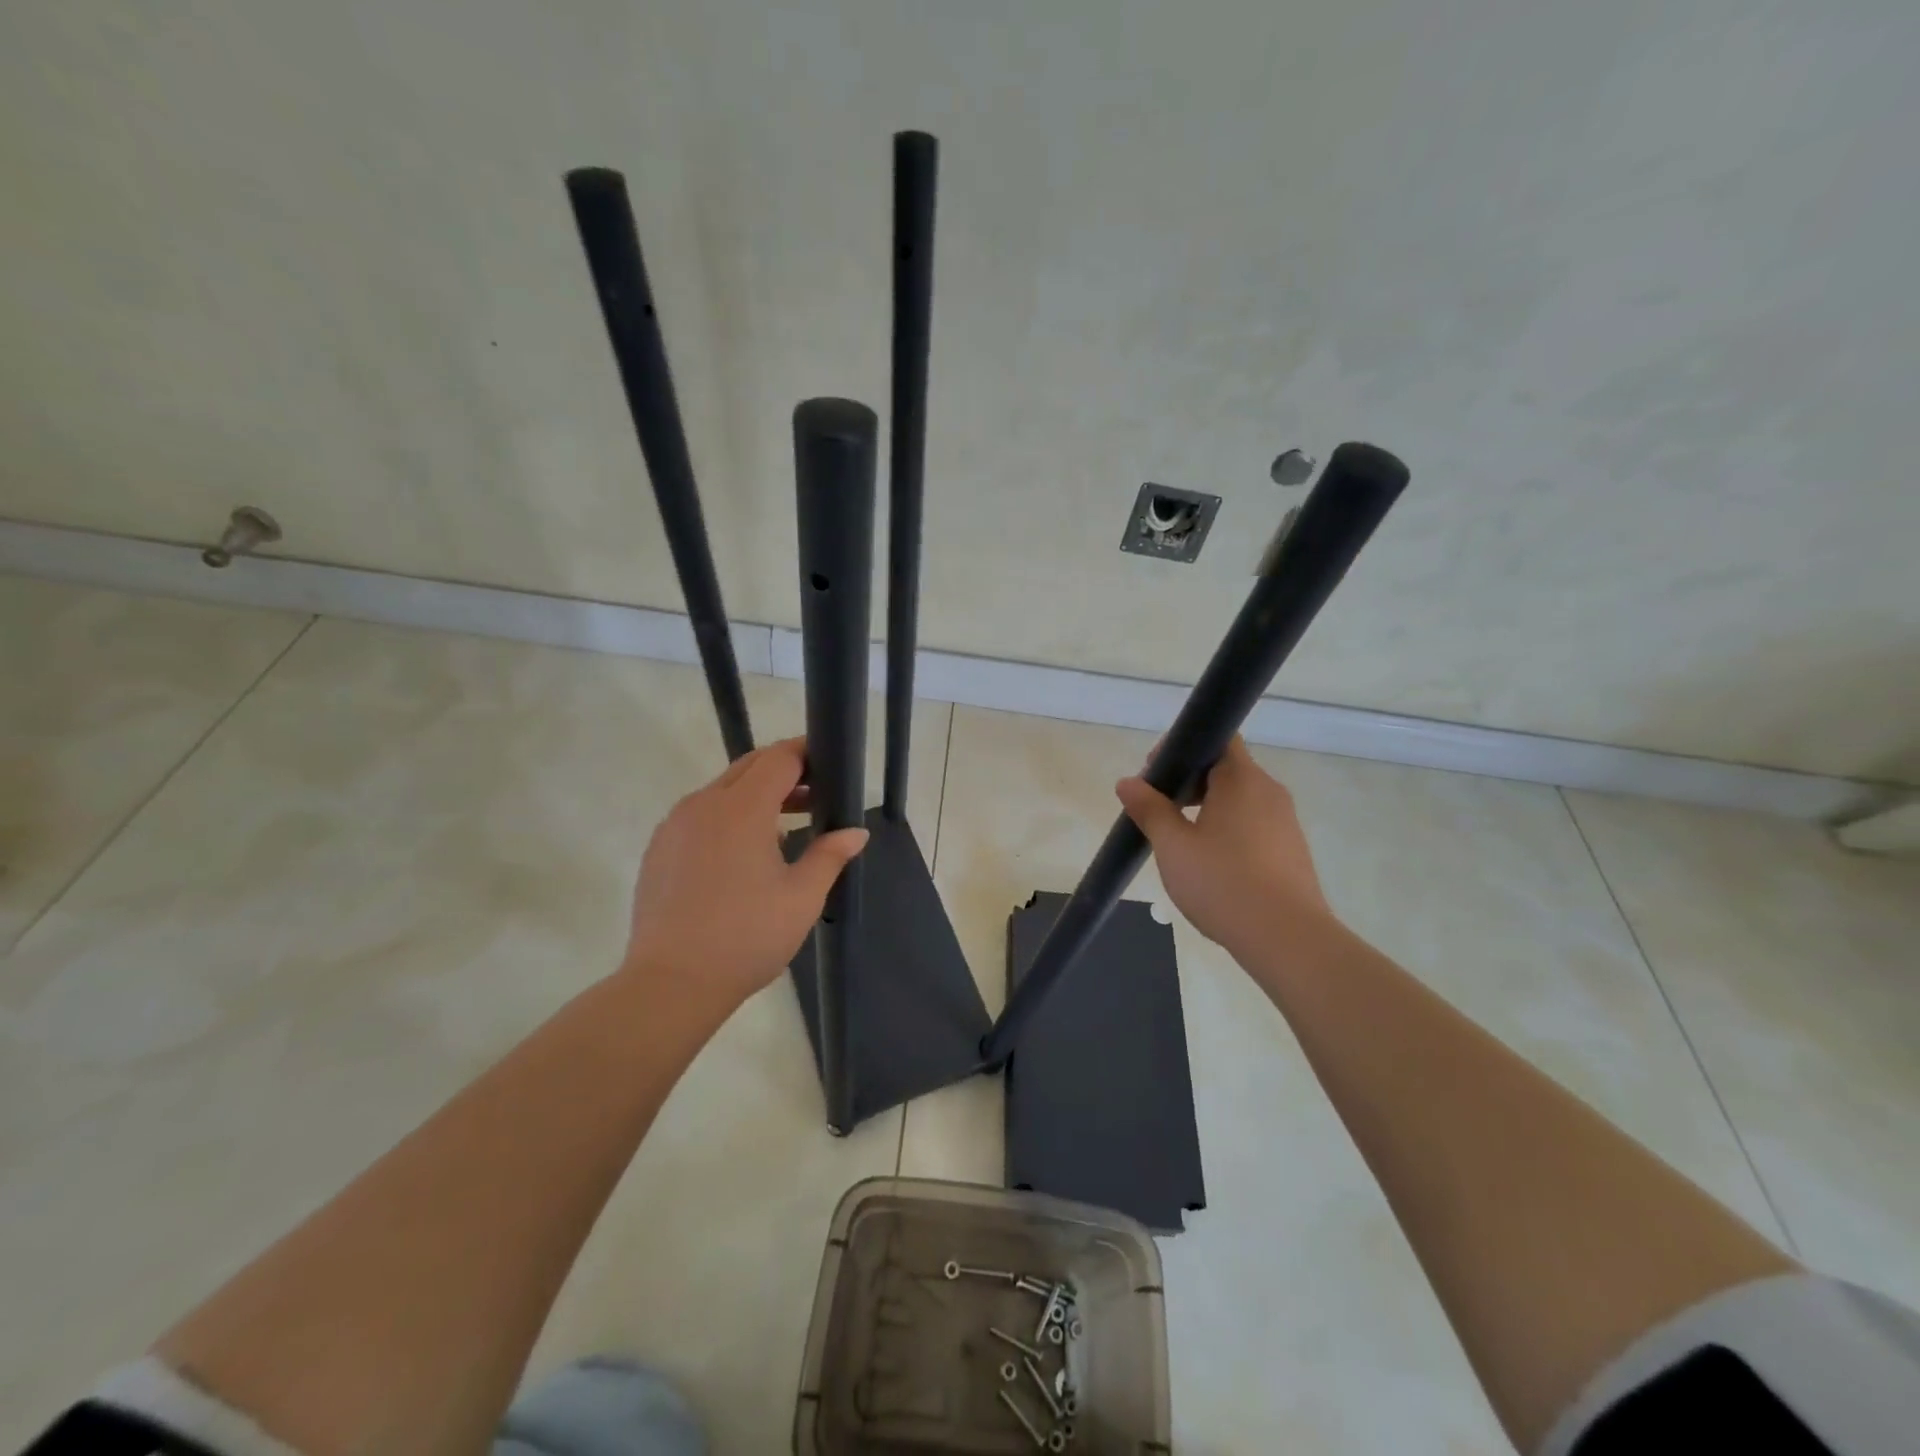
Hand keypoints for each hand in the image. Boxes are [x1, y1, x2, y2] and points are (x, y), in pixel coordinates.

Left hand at [622, 738, 868, 1015]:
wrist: (672, 983)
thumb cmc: (747, 937)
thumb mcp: (802, 897)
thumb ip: (830, 855)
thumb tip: (857, 831)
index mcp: (742, 808)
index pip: (779, 758)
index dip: (807, 754)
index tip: (830, 765)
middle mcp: (704, 804)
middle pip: (749, 767)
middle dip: (784, 772)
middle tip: (816, 795)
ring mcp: (675, 825)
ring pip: (722, 790)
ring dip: (756, 795)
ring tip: (787, 826)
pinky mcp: (659, 848)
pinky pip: (700, 814)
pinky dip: (728, 816)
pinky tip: (744, 853)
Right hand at [1116, 736, 1331, 953]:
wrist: (1287, 938)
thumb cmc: (1223, 882)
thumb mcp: (1173, 845)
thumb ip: (1149, 809)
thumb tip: (1127, 782)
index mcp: (1242, 779)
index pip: (1218, 738)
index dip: (1184, 747)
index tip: (1157, 774)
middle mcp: (1269, 792)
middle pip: (1227, 769)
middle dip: (1190, 782)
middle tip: (1159, 809)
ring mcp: (1285, 822)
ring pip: (1240, 800)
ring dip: (1208, 809)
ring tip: (1181, 840)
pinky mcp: (1291, 850)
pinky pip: (1254, 825)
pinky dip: (1228, 831)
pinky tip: (1212, 864)